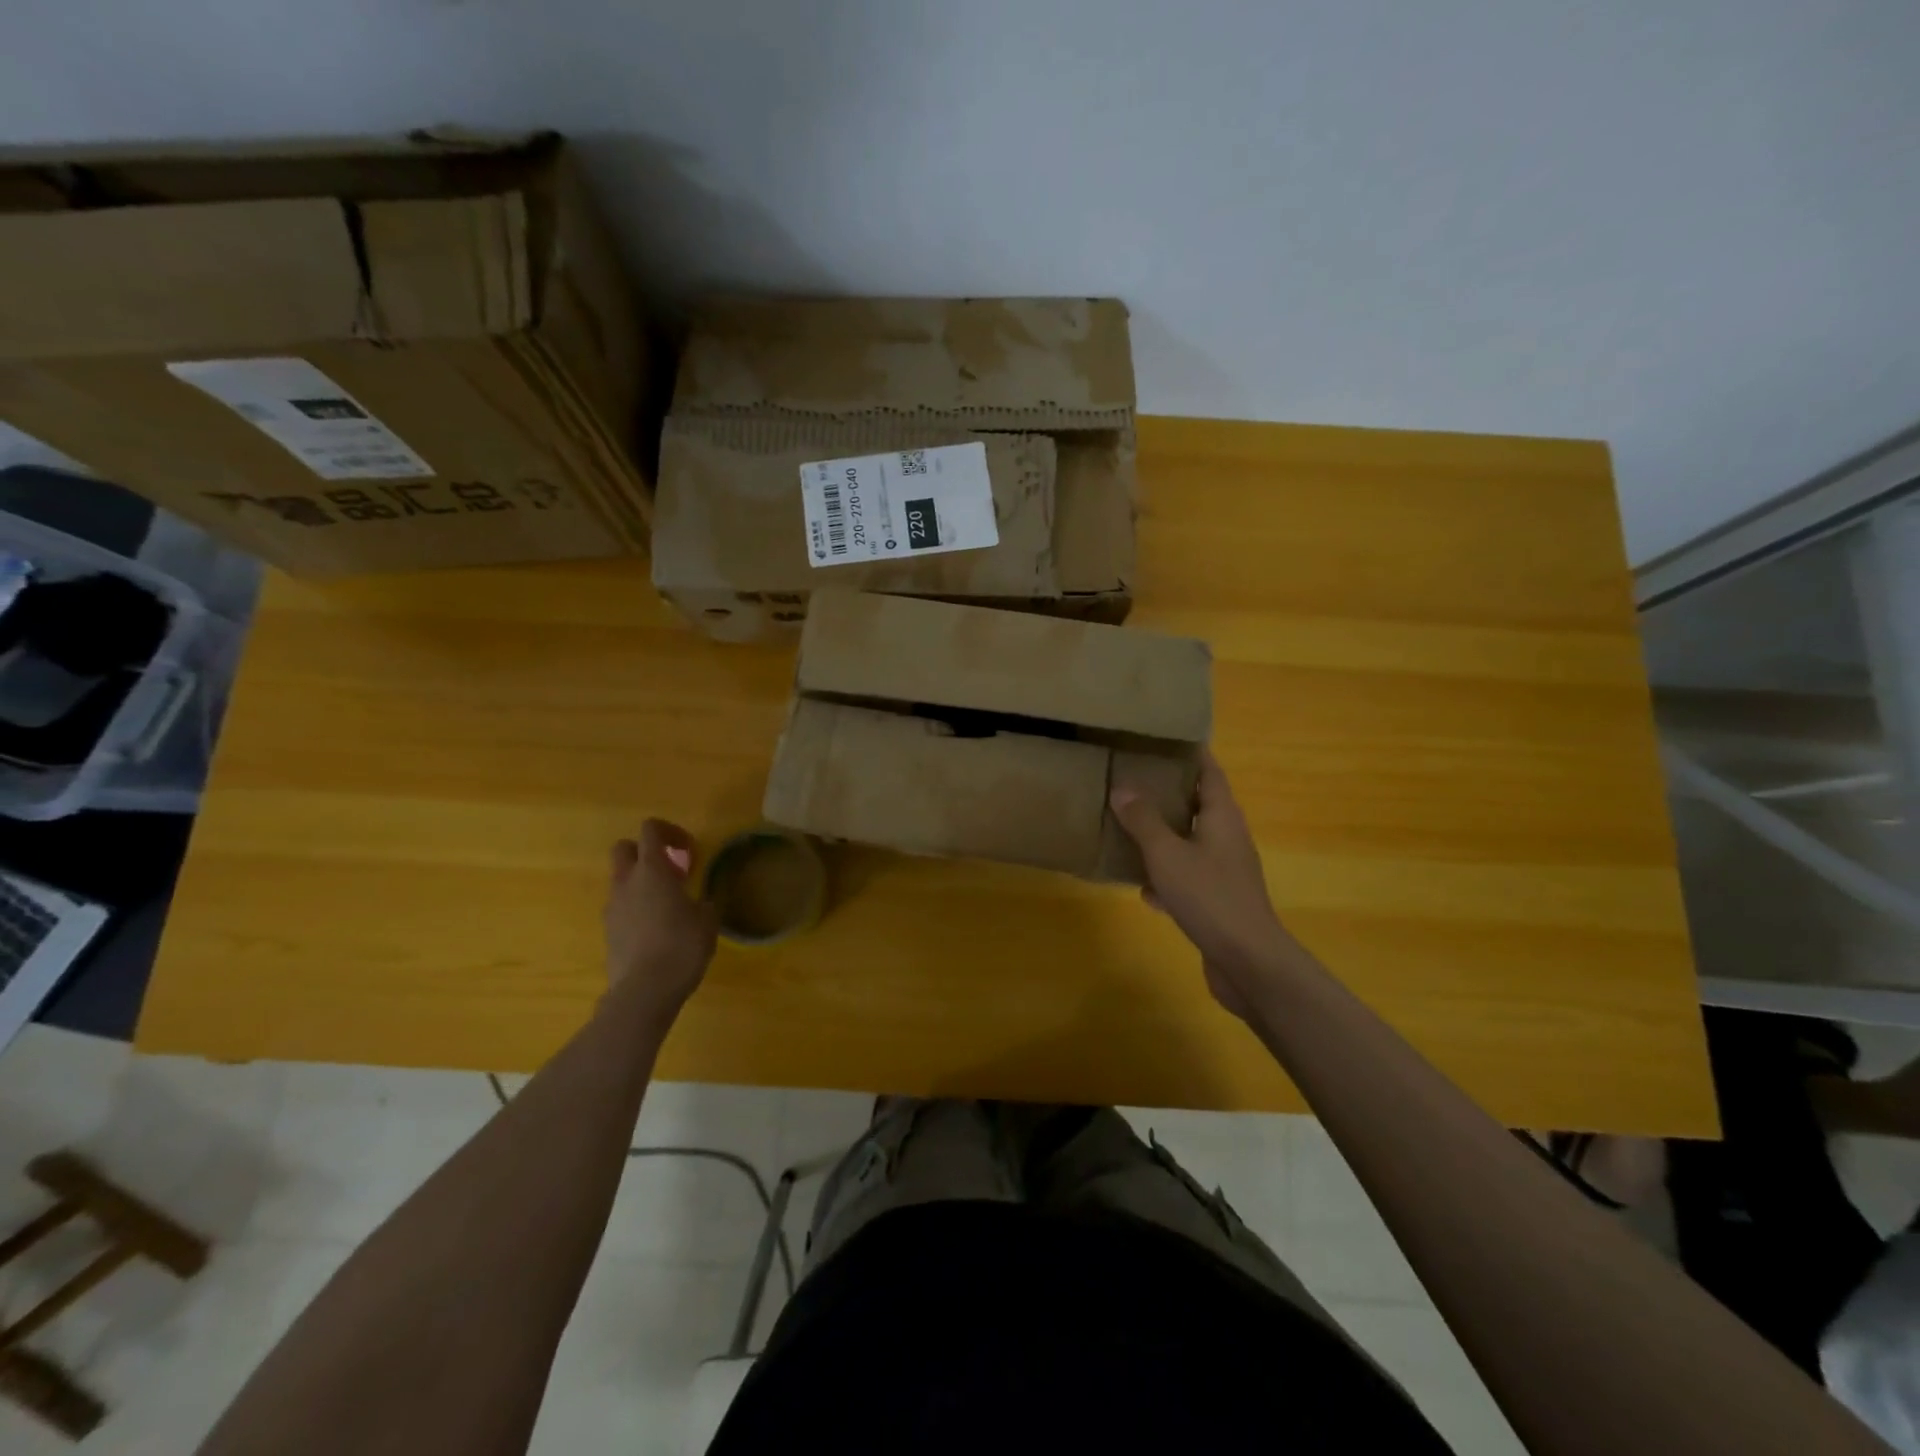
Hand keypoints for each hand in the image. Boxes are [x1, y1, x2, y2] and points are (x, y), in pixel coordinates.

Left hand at [602, 821, 717, 1021]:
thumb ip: (703, 901)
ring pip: (621, 880)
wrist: (644, 990)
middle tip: (671, 871)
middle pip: (624, 848)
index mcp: (652, 870)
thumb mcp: (707, 920)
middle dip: (645, 852)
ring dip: (641, 883)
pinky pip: (621, 907)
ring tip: (667, 906)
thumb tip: (700, 901)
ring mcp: (613, 907)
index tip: (688, 851)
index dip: (670, 832)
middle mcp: (627, 882)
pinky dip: (636, 908)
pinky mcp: (608, 932)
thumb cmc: (682, 946)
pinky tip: (656, 930)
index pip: (651, 830)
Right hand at [1110, 752, 1299, 1021]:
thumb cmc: (1209, 896)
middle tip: (1135, 778)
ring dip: (1165, 835)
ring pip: (1191, 842)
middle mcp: (1228, 838)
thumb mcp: (1167, 854)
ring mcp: (1225, 872)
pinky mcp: (1218, 901)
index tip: (1164, 738)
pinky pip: (1188, 878)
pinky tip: (1143, 889)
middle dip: (1170, 793)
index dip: (1192, 753)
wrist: (1248, 961)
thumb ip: (1144, 821)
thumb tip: (1122, 789)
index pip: (1210, 772)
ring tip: (1130, 825)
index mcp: (1223, 817)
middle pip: (1200, 805)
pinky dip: (1167, 878)